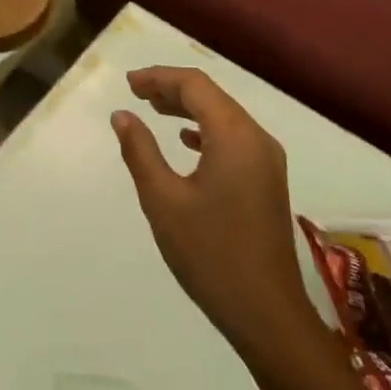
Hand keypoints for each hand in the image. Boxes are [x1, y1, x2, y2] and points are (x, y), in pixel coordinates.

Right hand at [111, 67, 307, 355]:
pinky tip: (186, 142)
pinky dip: (206, 132)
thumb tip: (122, 115)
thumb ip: (140, 151)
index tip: (129, 83)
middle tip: (136, 92)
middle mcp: (257, 140)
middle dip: (173, 90)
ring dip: (189, 109)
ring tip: (153, 110)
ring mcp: (267, 162)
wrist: (266, 311)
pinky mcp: (268, 182)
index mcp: (235, 137)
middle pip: (213, 97)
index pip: (196, 86)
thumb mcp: (163, 200)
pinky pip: (235, 140)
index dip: (160, 78)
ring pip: (225, 118)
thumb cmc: (209, 253)